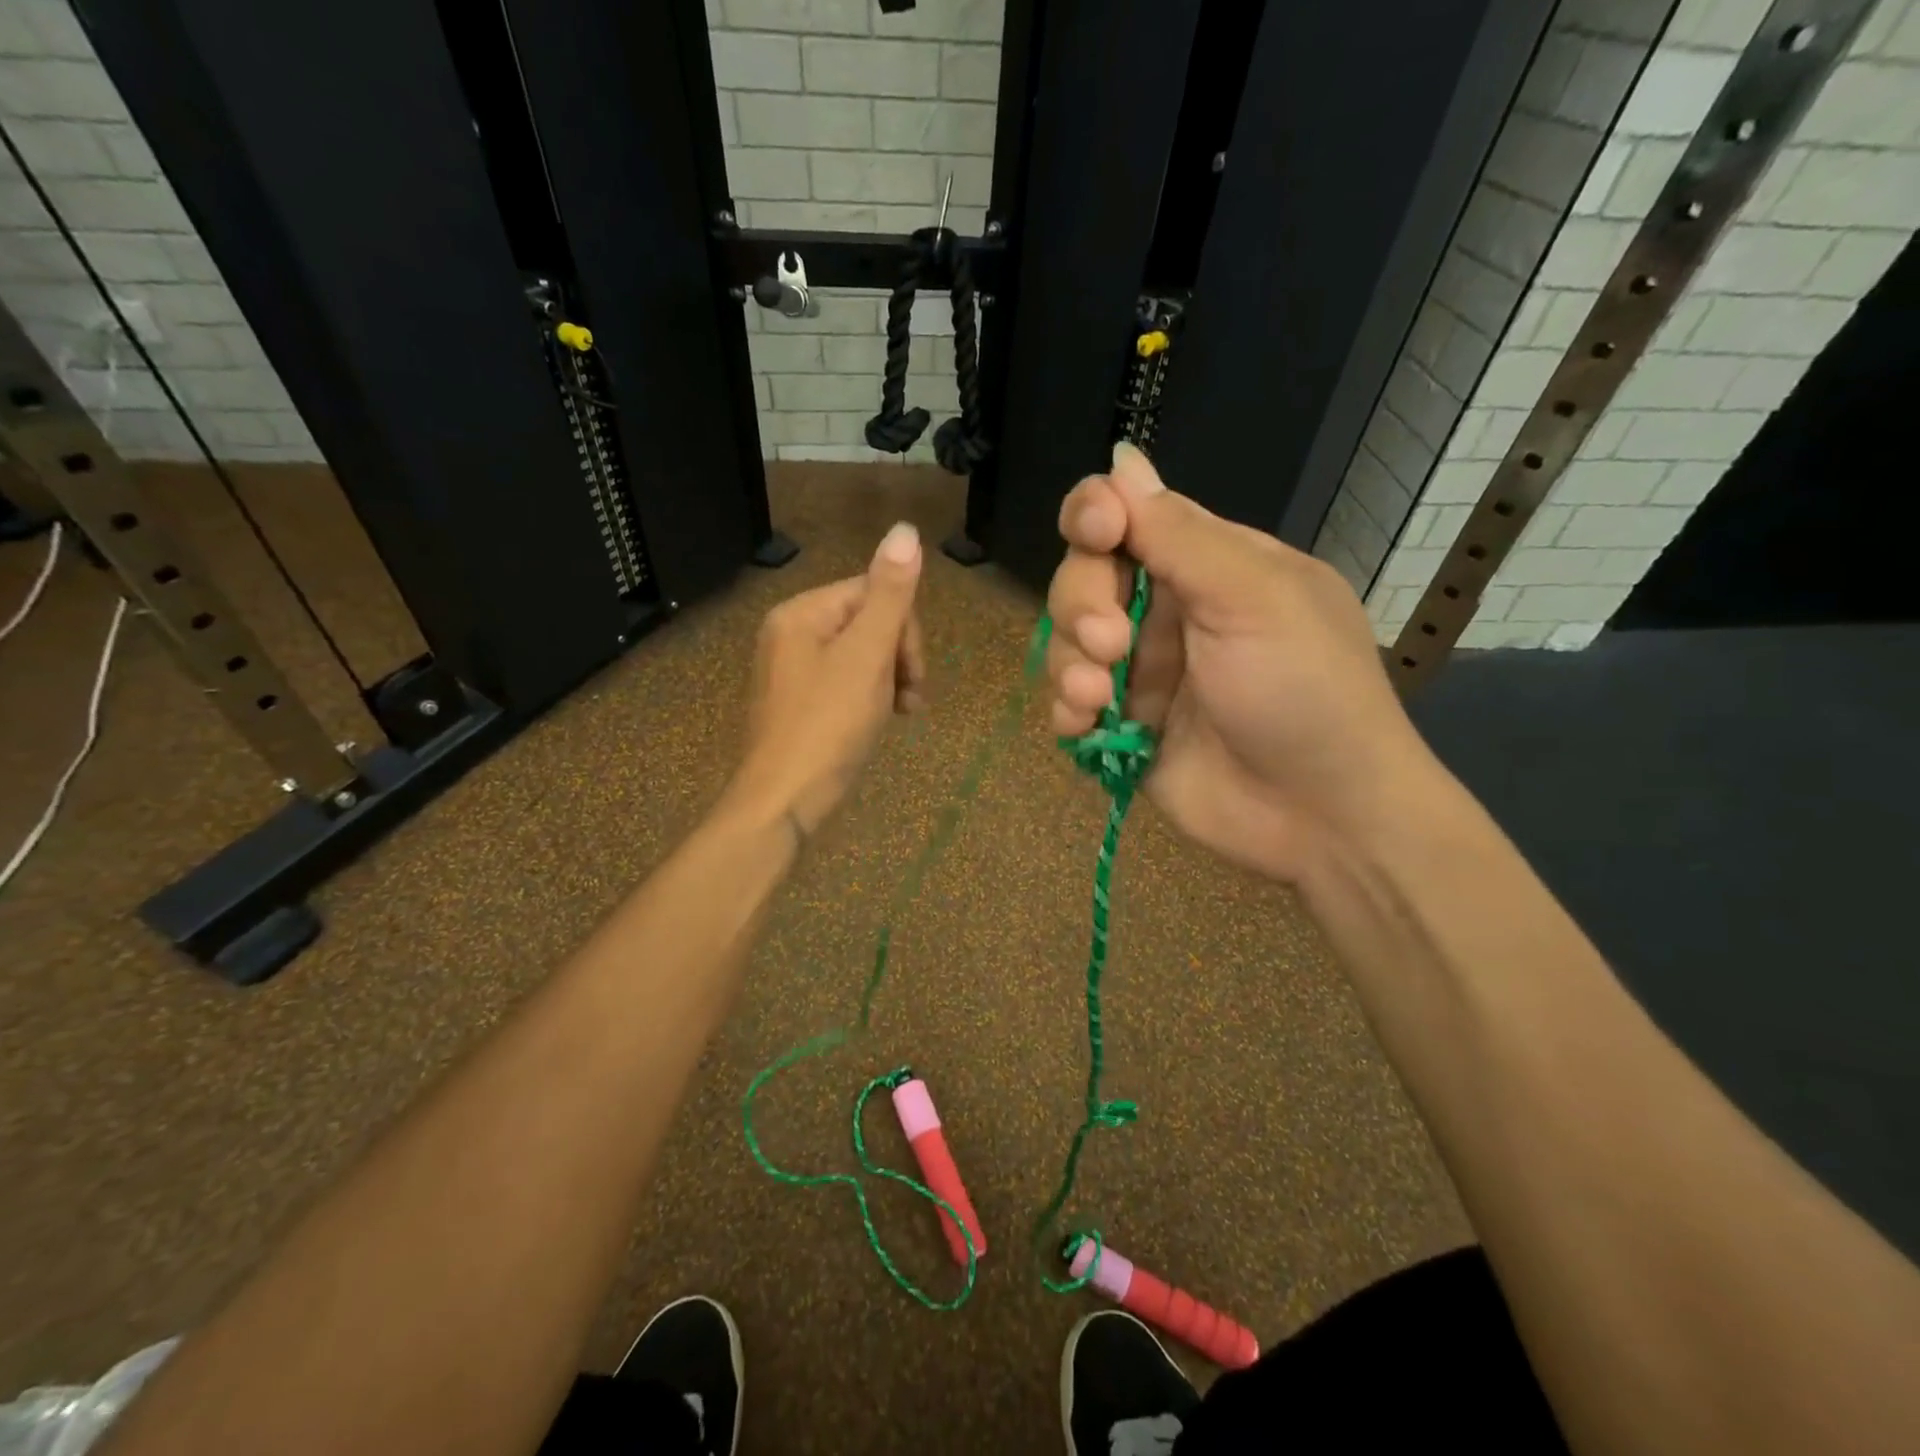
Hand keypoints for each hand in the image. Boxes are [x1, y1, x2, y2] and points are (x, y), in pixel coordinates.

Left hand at [732, 521, 925, 836]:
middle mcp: (790, 634)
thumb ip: (890, 594)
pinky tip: (879, 722)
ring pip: (861, 656)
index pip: (874, 593)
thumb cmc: (828, 726)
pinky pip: (844, 683)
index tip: (915, 675)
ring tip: (901, 714)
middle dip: (898, 658)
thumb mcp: (867, 655)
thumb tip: (905, 530)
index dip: (905, 631)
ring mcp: (791, 671)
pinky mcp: (797, 704)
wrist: (783, 803)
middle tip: (910, 701)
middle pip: (868, 623)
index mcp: (802, 613)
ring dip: (890, 680)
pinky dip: (870, 698)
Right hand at [1045, 443, 1432, 882]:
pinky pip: (1069, 702)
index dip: (1095, 516)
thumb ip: (1179, 534)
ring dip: (1069, 665)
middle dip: (1082, 605)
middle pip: (1084, 577)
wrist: (1321, 817)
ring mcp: (1142, 672)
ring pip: (1066, 641)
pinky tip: (1085, 728)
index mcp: (1207, 565)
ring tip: (1098, 701)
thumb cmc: (1304, 692)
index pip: (1128, 516)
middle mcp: (1167, 611)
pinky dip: (1067, 712)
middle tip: (1111, 645)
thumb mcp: (1252, 598)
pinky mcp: (1123, 727)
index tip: (1097, 535)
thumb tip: (1123, 457)